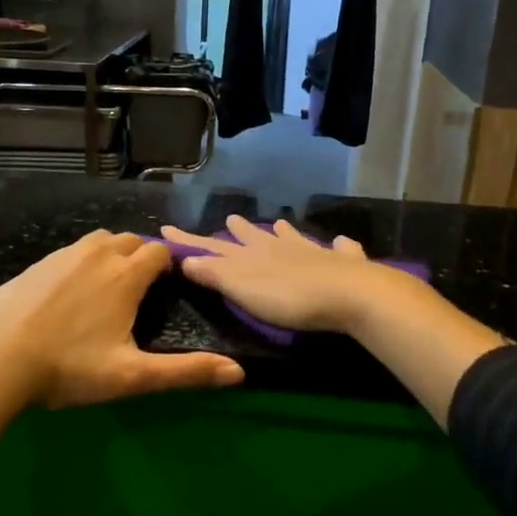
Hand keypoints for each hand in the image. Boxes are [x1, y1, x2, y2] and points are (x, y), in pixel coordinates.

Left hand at [0, 230, 244, 408]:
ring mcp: (61, 256)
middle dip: (140, 256)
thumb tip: (239, 373)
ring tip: (107, 288)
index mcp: (125, 276)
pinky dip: (79, 263)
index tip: (167, 287)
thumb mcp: (132, 376)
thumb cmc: (69, 368)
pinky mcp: (35, 265)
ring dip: (110, 255)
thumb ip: (186, 372)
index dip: (168, 265)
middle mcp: (97, 255)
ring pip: (97, 242)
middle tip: (139, 290)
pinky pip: (68, 253)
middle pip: (130, 240)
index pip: (158, 253)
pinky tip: (68, 294)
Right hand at [159, 215, 406, 335]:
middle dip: (240, 231)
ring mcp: (315, 253)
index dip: (190, 241)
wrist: (349, 294)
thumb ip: (215, 274)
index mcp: (253, 256)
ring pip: (294, 238)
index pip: (214, 246)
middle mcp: (281, 248)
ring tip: (277, 223)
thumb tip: (185, 259)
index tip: (167, 228)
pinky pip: (341, 250)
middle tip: (231, 218)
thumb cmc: (289, 297)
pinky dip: (340, 246)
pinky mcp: (346, 265)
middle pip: (255, 237)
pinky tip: (342, 241)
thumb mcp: (242, 288)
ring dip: (284, 232)